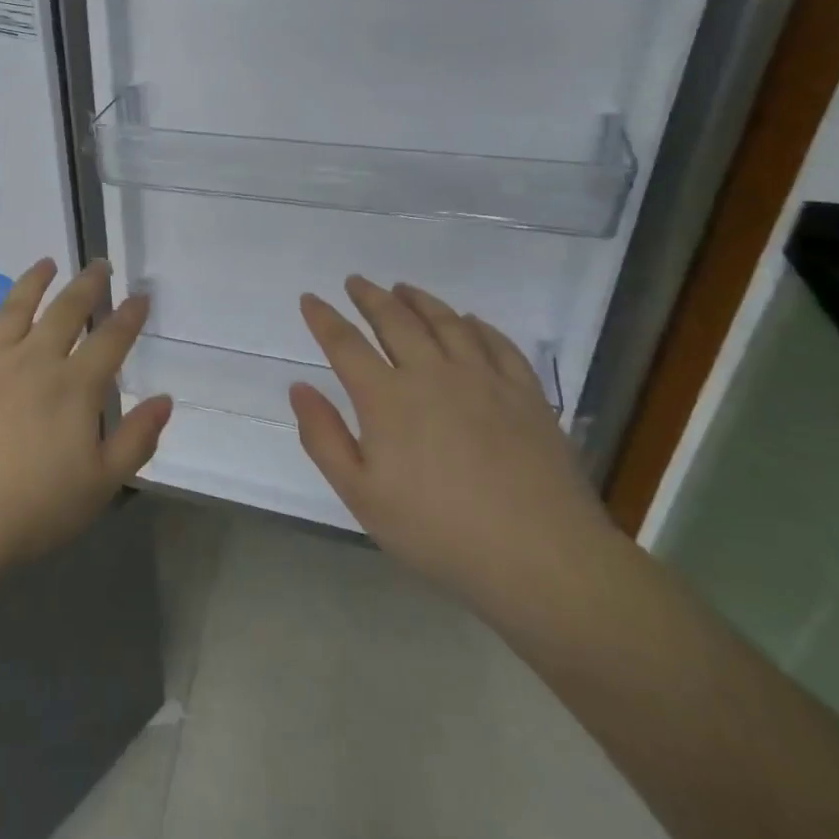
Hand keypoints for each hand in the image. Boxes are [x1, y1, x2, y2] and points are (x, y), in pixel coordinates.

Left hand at [0, 258, 173, 587]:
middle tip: (98, 264)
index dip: (129, 316)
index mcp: (73, 388)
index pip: (110, 341)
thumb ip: (135, 439)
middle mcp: (31, 361)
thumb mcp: (99, 486)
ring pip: (13, 309)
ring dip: (32, 283)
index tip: (141, 294)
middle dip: (86, 286)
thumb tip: (164, 399)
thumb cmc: (28, 510)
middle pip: (64, 313)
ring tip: (45, 263)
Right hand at [290, 275, 613, 603]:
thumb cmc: (436, 531)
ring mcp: (484, 379)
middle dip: (370, 297)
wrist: (540, 556)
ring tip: (403, 288)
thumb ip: (323, 437)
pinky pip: (497, 343)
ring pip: (447, 322)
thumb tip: (299, 387)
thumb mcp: (361, 494)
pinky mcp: (526, 393)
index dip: (324, 318)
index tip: (310, 298)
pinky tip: (470, 321)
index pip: (345, 344)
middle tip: (356, 281)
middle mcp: (433, 374)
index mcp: (387, 398)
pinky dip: (478, 325)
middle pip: (396, 321)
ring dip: (420, 300)